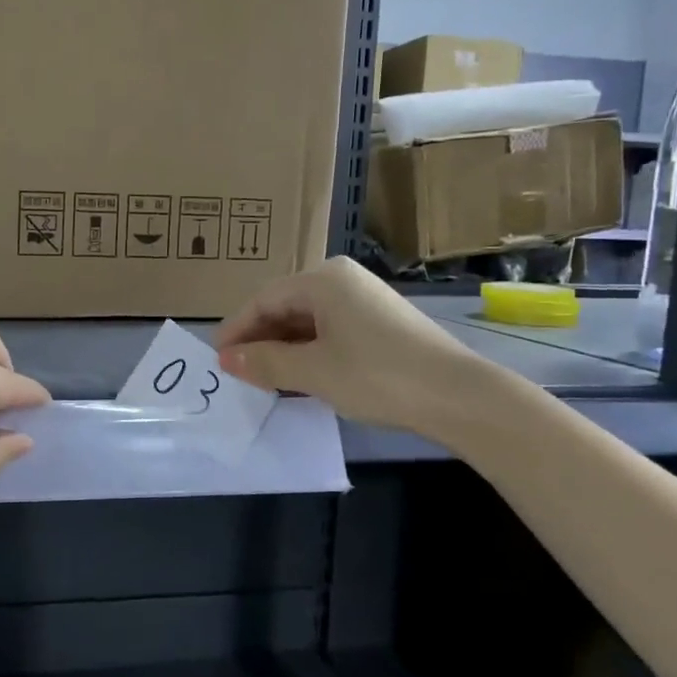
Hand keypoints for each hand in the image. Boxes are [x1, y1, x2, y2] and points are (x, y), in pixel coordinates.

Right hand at [216, 257, 486, 435]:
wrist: (458, 396)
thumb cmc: (377, 376)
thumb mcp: (313, 372)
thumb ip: (264, 363)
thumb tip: (225, 360)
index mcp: (323, 280)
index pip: (264, 300)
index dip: (237, 330)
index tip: (217, 359)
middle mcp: (342, 280)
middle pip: (285, 306)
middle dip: (259, 339)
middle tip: (239, 372)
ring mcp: (364, 299)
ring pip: (307, 320)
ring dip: (283, 348)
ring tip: (264, 378)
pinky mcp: (380, 322)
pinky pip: (329, 329)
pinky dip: (309, 350)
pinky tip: (301, 375)